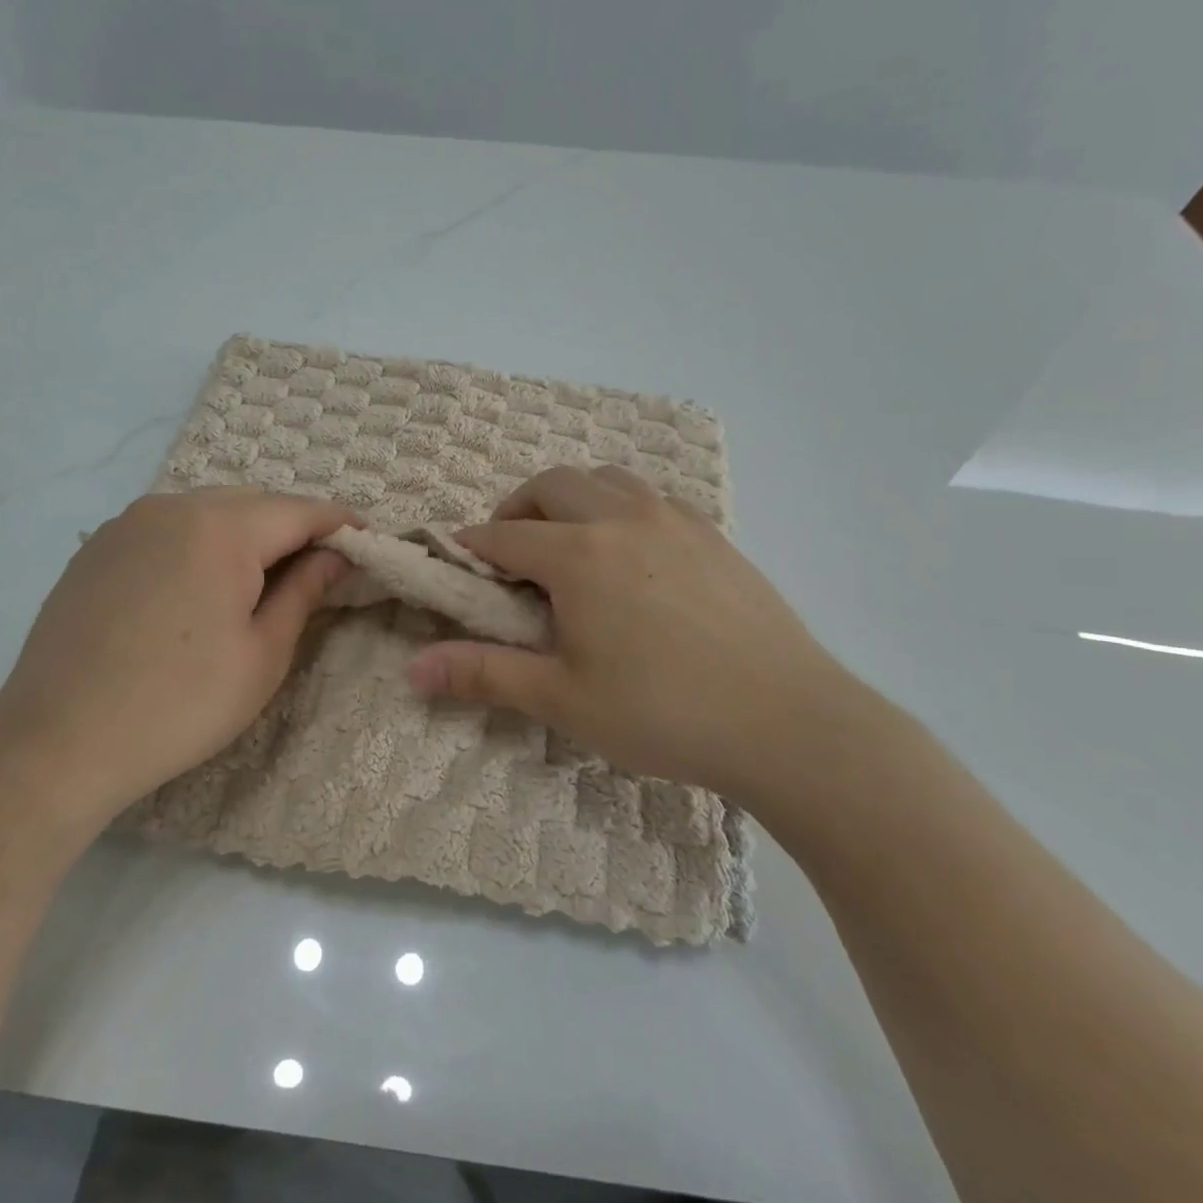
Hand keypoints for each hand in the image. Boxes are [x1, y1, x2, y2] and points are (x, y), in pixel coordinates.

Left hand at [0, 487, 357, 826]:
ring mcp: (128, 523)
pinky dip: (200, 543)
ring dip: (246, 534)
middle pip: (253, 504)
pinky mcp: (98, 548)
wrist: (57, 742)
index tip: (367, 539)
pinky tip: (200, 586)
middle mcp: (172, 506)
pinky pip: (167, 528)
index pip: (299, 510)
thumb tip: (335, 557)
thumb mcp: (262, 654)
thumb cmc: (180, 704)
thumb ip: (304, 592)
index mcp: (221, 528)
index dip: (339, 523)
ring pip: (208, 511)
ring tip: (263, 577)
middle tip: (319, 566)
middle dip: (293, 527)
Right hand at [409, 466, 880, 809]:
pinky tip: (632, 556)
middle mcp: (622, 520)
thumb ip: (484, 674)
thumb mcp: (563, 700)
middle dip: (517, 510)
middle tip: (512, 556)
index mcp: (578, 556)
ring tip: (570, 545)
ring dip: (571, 499)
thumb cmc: (663, 713)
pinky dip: (621, 508)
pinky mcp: (714, 535)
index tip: (459, 567)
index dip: (471, 548)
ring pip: (606, 480)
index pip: (503, 535)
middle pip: (551, 486)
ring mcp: (675, 521)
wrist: (789, 723)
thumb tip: (413, 669)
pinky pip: (652, 498)